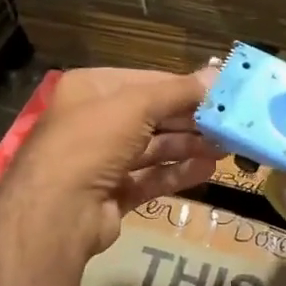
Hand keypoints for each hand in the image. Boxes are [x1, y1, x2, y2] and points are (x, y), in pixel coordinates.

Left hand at [2, 67, 223, 257]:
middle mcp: (93, 121)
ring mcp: (100, 161)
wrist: (57, 211)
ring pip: (152, 148)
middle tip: (228, 123)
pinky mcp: (111, 194)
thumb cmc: (93, 141)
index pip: (145, 81)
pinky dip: (177, 172)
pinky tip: (207, 170)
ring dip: (188, 145)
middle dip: (190, 119)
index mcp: (90, 89)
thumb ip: (179, 91)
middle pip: (151, 116)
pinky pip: (149, 178)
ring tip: (225, 147)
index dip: (183, 87)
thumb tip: (218, 74)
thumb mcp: (137, 105)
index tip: (219, 93)